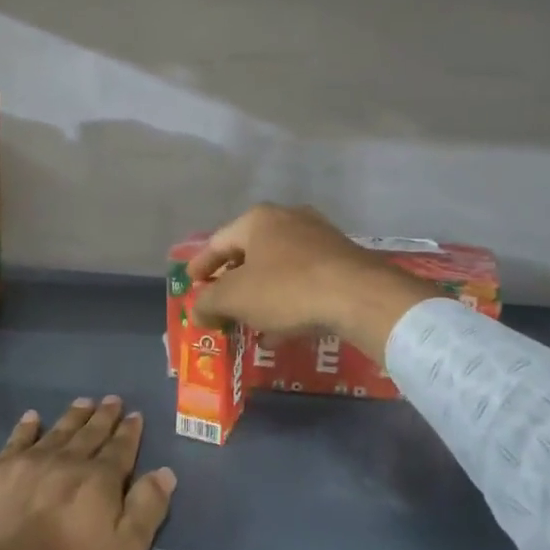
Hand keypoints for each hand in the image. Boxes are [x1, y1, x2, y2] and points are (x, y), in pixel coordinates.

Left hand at [0, 398, 175, 549]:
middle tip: (113, 399)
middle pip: (91, 434)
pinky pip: (19, 439)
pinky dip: (28, 426)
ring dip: (74, 416)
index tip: (135, 414)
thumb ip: (146, 510)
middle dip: (104, 416)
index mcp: (100, 480)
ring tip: (84, 401)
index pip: (120, 450)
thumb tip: (165, 472)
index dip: (129, 432)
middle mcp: (69, 461)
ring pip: (59, 431)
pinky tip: (33, 417)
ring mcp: (31, 462)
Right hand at [186, 204, 435, 359]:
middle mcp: (289, 219)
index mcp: (258, 220)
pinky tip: (280, 331)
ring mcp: (319, 238)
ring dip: (259, 295)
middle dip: (232, 282)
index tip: (190, 284)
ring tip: (248, 322)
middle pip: (249, 253)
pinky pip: (303, 280)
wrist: (359, 296)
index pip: (218, 241)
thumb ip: (208, 303)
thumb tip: (197, 310)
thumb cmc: (287, 289)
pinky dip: (286, 301)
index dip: (200, 265)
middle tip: (219, 305)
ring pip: (278, 268)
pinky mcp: (342, 260)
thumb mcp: (235, 298)